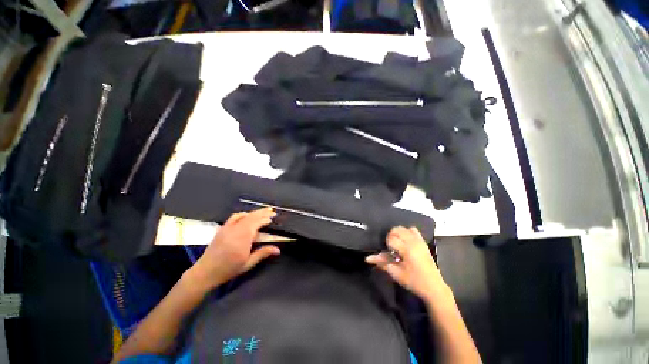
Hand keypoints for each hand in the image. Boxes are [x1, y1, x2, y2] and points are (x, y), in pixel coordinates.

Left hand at [187, 208, 279, 289]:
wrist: (205, 272)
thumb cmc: (229, 269)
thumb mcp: (248, 263)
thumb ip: (263, 253)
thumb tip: (278, 250)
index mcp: (244, 237)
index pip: (257, 222)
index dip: (266, 219)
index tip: (273, 218)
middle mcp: (236, 229)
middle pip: (252, 216)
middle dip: (263, 212)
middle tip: (272, 211)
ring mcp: (228, 227)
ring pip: (244, 215)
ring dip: (254, 212)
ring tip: (262, 211)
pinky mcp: (223, 228)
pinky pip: (234, 217)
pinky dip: (243, 214)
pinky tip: (246, 215)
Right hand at [366, 226, 449, 301]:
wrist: (434, 287)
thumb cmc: (414, 282)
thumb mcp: (396, 273)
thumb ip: (382, 262)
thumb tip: (367, 258)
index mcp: (407, 250)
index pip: (391, 238)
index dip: (387, 244)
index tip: (389, 253)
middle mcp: (413, 242)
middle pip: (397, 229)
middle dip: (391, 236)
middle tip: (391, 248)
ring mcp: (419, 241)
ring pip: (404, 228)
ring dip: (398, 233)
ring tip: (398, 244)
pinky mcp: (423, 242)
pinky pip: (413, 230)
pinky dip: (407, 232)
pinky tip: (405, 241)